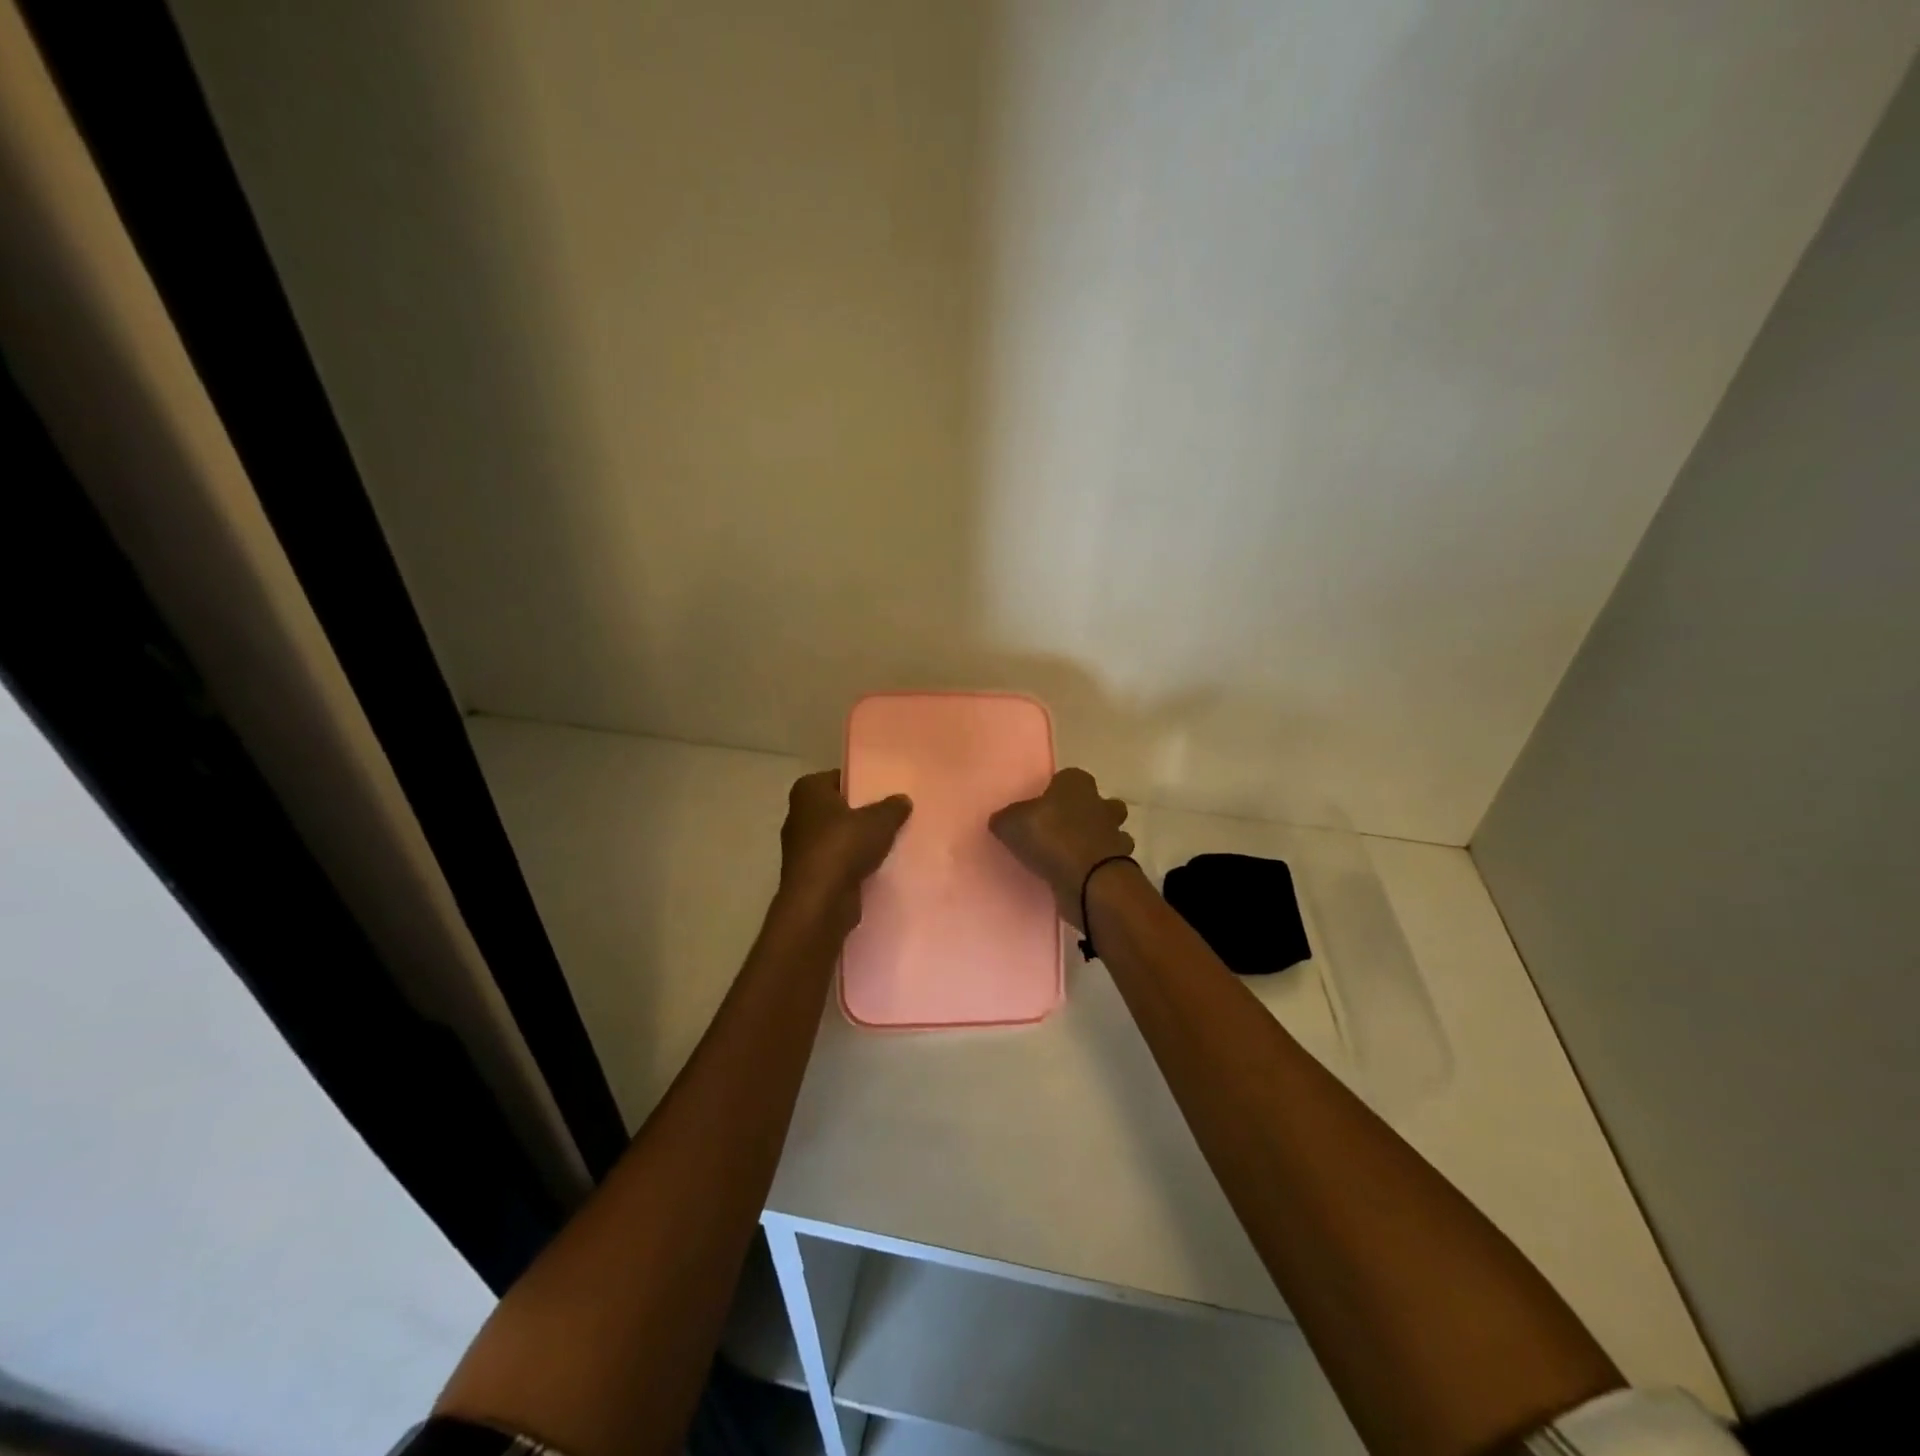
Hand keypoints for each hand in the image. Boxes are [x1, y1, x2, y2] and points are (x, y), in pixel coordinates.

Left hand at [777, 771, 912, 932]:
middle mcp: (799, 815)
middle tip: (893, 815)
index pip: (838, 778)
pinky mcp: (810, 875)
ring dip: (859, 842)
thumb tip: (902, 799)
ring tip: (891, 842)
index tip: (886, 791)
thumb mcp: (879, 820)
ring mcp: (801, 848)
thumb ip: (893, 807)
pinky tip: (878, 867)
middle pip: (838, 808)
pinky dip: (854, 864)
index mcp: (808, 791)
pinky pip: (838, 862)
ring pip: (838, 837)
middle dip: (862, 813)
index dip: (861, 782)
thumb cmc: (844, 847)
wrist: (820, 902)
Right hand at [989, 768, 1133, 928]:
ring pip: (1110, 832)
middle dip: (1089, 813)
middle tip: (1063, 830)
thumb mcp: (1011, 823)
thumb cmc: (1050, 837)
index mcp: (1077, 784)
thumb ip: (1006, 819)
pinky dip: (1098, 867)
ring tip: (1072, 857)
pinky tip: (1080, 876)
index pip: (1070, 778)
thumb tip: (1001, 821)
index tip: (1045, 806)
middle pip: (1100, 803)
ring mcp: (1115, 835)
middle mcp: (1101, 804)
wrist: (1088, 879)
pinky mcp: (1121, 864)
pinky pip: (1110, 861)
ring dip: (1097, 842)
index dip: (1058, 790)